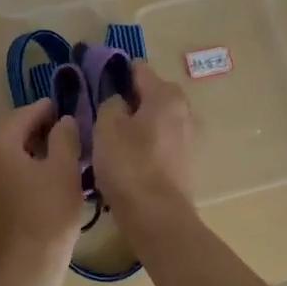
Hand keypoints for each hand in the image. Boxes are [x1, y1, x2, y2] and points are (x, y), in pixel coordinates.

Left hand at [0, 99, 84, 269]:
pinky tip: (30, 177)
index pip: (23, 114)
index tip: (62, 109)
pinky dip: (6, 162)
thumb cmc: (48, 214)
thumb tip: (62, 121)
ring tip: (44, 156)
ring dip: (13, 144)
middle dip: (22, 125)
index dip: (45, 110)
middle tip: (49, 134)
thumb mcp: (66, 170)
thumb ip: (64, 137)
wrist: (24, 266)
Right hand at [93, 63, 194, 220]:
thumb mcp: (106, 126)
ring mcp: (190, 137)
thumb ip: (110, 103)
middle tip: (102, 114)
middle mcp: (185, 110)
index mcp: (166, 94)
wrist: (157, 216)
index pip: (138, 69)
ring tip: (113, 138)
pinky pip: (162, 141)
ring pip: (157, 119)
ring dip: (138, 123)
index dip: (115, 72)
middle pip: (152, 94)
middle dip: (129, 99)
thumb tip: (118, 100)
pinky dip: (147, 143)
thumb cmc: (129, 165)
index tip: (95, 82)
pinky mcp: (187, 161)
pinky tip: (129, 158)